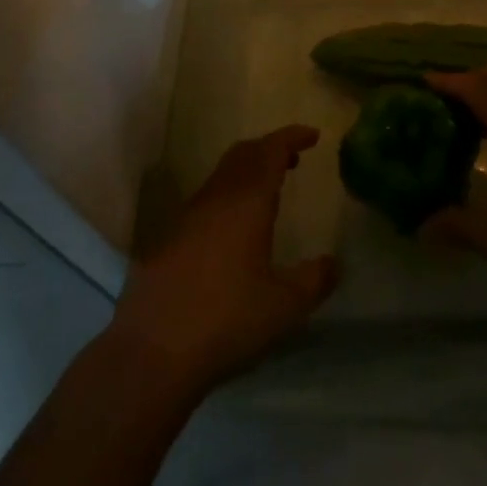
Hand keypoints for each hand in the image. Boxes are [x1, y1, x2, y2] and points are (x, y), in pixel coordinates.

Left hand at [108, 126, 338, 395]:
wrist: (153, 350)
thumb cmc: (226, 320)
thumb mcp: (284, 307)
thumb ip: (314, 281)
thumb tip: (334, 263)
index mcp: (247, 200)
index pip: (272, 150)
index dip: (292, 137)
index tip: (313, 135)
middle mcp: (217, 196)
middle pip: (245, 153)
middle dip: (270, 148)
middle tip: (293, 158)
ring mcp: (189, 214)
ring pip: (223, 173)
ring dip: (248, 169)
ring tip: (268, 190)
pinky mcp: (170, 236)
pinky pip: (208, 196)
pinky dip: (229, 193)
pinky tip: (235, 226)